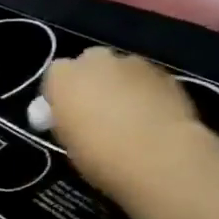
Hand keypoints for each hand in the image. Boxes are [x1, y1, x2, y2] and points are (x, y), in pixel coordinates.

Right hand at [42, 47, 208, 186]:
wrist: (159, 157)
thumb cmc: (102, 156)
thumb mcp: (69, 144)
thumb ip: (67, 121)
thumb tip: (74, 117)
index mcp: (63, 78)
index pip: (54, 77)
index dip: (61, 95)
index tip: (68, 116)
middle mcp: (94, 61)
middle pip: (89, 63)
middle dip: (92, 82)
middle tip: (98, 112)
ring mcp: (131, 63)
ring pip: (120, 69)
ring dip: (120, 86)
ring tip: (131, 116)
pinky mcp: (163, 72)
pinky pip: (146, 79)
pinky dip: (146, 92)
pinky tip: (153, 117)